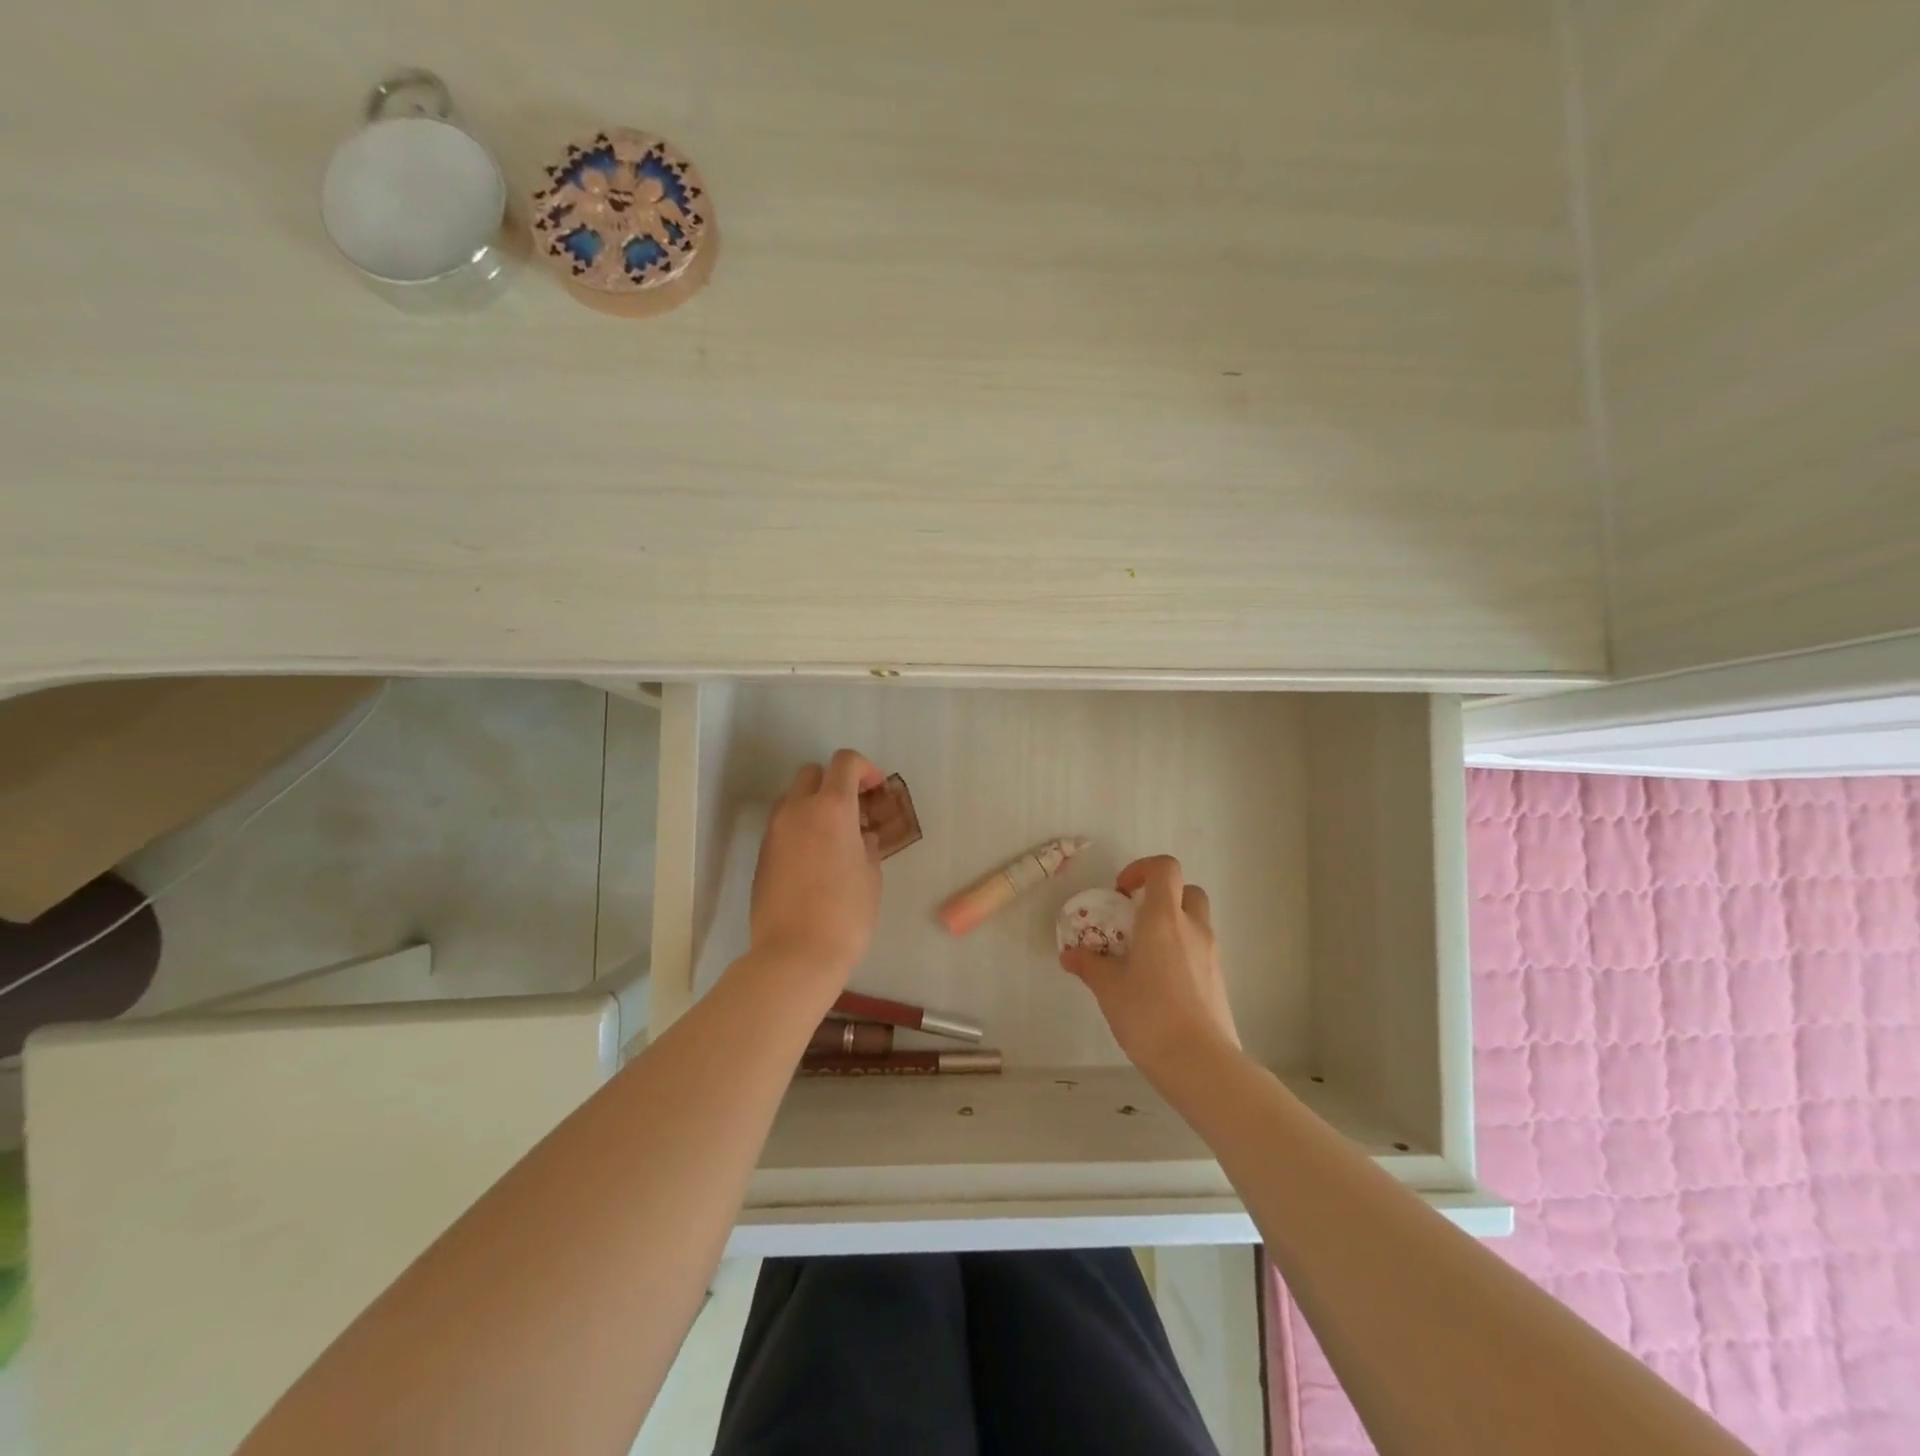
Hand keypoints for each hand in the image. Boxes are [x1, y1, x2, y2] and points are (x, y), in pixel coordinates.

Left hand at [750, 749, 884, 982]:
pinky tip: (815, 861)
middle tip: (855, 811)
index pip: (845, 762)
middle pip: (812, 773)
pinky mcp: (762, 854)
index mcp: (832, 808)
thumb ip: (865, 842)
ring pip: (793, 799)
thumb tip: (858, 834)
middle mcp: (797, 810)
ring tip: (834, 838)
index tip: (875, 789)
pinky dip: (800, 829)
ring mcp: (774, 831)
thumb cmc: (846, 914)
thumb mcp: (871, 874)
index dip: (864, 768)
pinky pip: (783, 826)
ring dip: (814, 805)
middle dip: (835, 783)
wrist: (794, 955)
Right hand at [1059, 855, 1240, 1075]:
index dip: (1142, 869)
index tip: (1120, 893)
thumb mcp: (1108, 989)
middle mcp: (1192, 928)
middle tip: (1135, 919)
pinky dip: (1181, 951)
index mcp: (1163, 919)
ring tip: (1143, 955)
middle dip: (1161, 896)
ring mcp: (1211, 954)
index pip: (1164, 868)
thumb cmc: (1149, 1015)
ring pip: (1195, 921)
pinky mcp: (1218, 980)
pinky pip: (1199, 950)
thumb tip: (1070, 955)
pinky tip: (1159, 982)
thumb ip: (1089, 965)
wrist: (1200, 1063)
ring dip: (1172, 925)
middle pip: (1187, 890)